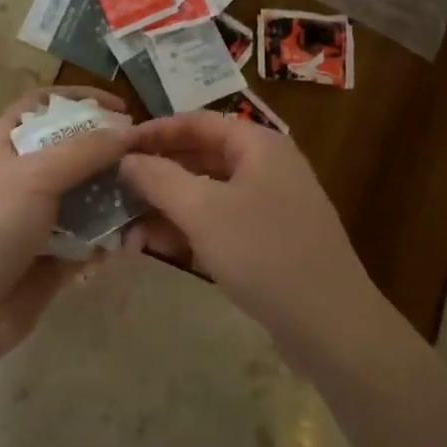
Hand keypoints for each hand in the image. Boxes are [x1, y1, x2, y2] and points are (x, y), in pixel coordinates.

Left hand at [0, 87, 135, 355]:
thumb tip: (129, 129)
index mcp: (4, 146)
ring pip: (85, 195)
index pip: (42, 105)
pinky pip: (89, 237)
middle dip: (109, 151)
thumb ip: (85, 150)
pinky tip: (133, 240)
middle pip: (72, 151)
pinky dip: (109, 237)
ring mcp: (36, 218)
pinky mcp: (52, 255)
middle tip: (147, 157)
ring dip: (115, 197)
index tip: (121, 108)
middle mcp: (20, 177)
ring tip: (149, 199)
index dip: (79, 99)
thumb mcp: (35, 175)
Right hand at [120, 112, 384, 354]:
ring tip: (128, 231)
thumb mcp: (202, 211)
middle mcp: (267, 167)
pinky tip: (158, 248)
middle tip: (116, 191)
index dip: (155, 131)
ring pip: (208, 194)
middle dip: (157, 176)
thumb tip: (127, 159)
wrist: (330, 324)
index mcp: (259, 144)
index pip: (197, 122)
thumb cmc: (263, 252)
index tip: (116, 147)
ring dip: (168, 208)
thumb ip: (159, 178)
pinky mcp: (271, 241)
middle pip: (201, 157)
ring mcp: (271, 206)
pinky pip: (221, 223)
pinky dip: (190, 231)